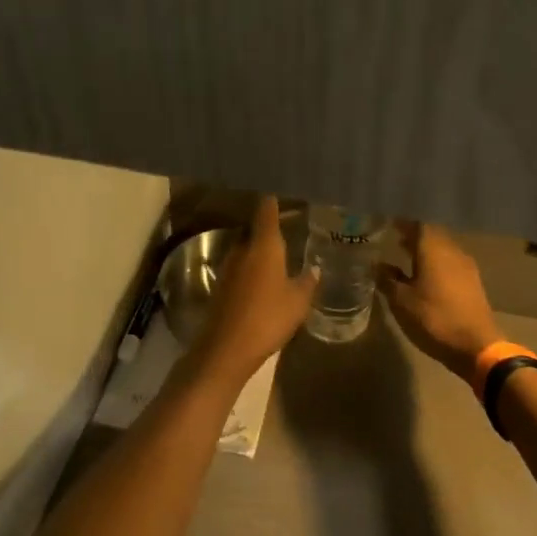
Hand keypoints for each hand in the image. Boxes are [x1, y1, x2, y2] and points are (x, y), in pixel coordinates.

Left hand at [198, 196, 318, 378]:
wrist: (227, 348)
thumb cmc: (268, 318)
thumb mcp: (298, 302)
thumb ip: (308, 282)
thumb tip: (315, 269)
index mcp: (263, 246)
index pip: (266, 211)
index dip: (273, 198)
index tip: (280, 188)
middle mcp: (242, 249)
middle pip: (254, 229)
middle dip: (269, 227)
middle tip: (289, 226)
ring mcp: (228, 267)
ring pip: (246, 249)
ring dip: (260, 249)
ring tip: (280, 255)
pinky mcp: (221, 286)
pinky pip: (240, 268)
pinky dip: (252, 268)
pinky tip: (265, 280)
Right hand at [378, 221, 501, 379]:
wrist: (475, 346)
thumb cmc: (433, 318)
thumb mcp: (401, 301)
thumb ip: (387, 279)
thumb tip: (377, 265)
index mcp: (433, 249)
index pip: (417, 224)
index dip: (402, 223)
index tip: (387, 223)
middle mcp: (452, 251)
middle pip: (432, 234)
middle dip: (414, 234)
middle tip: (395, 238)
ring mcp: (466, 267)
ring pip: (443, 248)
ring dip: (425, 249)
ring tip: (407, 255)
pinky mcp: (472, 283)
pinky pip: (450, 263)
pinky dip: (436, 262)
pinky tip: (425, 275)